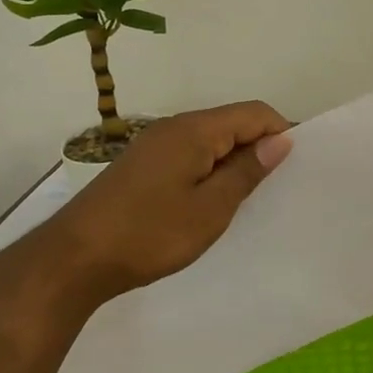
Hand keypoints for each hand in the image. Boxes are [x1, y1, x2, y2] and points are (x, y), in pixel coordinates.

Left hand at [39, 100, 292, 301]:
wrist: (73, 259)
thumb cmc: (149, 234)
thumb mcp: (210, 208)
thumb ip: (246, 171)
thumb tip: (281, 140)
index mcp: (195, 130)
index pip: (255, 113)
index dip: (282, 132)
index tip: (299, 165)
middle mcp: (175, 127)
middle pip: (233, 122)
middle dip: (260, 147)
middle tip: (279, 186)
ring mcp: (155, 145)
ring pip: (211, 140)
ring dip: (234, 161)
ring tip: (250, 197)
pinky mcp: (143, 165)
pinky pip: (191, 154)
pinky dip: (211, 170)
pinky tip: (213, 200)